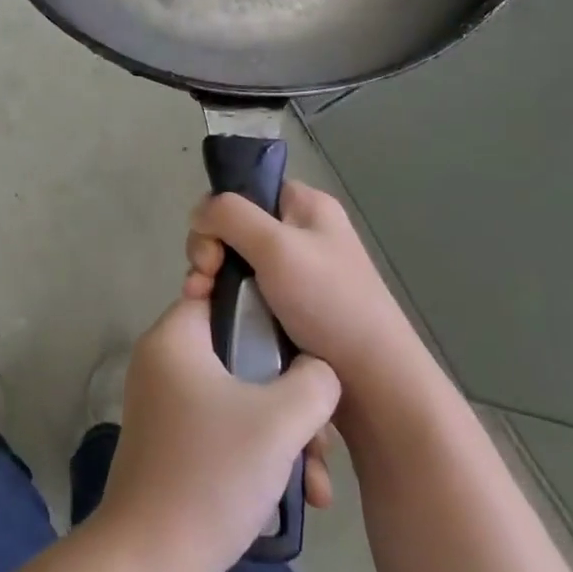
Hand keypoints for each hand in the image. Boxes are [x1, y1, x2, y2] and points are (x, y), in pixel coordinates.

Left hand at [90, 297, 339, 571]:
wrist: (151, 558)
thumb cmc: (214, 472)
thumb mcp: (280, 420)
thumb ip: (314, 381)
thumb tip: (317, 370)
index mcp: (175, 337)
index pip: (225, 296)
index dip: (271, 314)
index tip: (307, 347)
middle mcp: (165, 360)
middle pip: (242, 354)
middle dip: (292, 398)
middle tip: (321, 440)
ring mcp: (166, 402)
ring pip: (241, 397)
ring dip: (284, 434)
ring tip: (316, 484)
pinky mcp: (173, 439)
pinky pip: (225, 425)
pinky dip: (259, 451)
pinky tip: (298, 495)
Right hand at [184, 184, 443, 440]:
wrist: (374, 382)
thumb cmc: (329, 303)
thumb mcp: (277, 246)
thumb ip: (230, 216)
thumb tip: (198, 213)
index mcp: (306, 207)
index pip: (247, 189)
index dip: (220, 213)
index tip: (212, 249)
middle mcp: (301, 234)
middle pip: (234, 227)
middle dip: (210, 252)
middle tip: (205, 282)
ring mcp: (295, 274)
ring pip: (234, 264)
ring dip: (212, 281)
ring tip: (204, 305)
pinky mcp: (288, 309)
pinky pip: (245, 294)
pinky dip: (227, 304)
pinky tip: (217, 320)